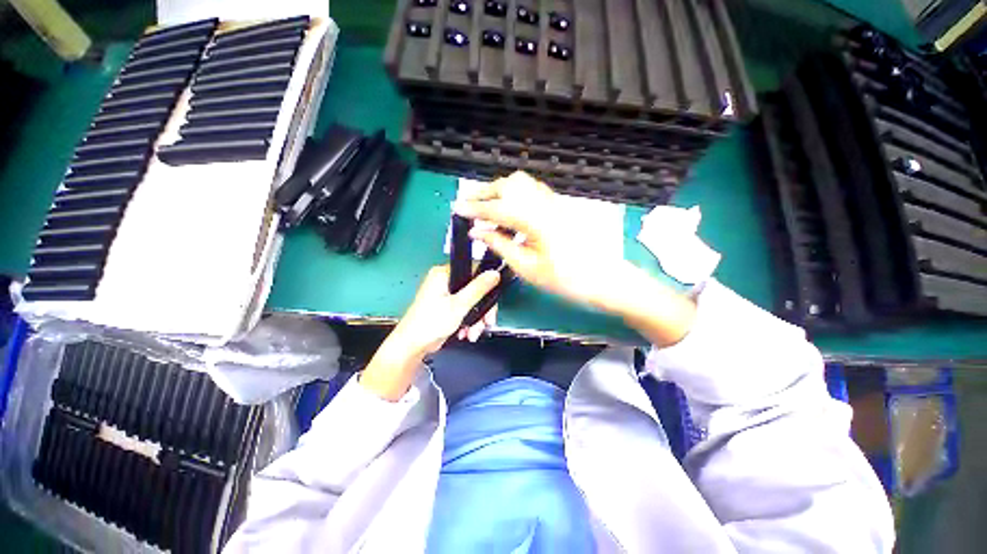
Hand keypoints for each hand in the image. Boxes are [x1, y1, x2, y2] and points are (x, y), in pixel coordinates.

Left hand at [394, 265, 500, 352]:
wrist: (413, 346)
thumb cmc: (430, 323)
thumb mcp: (459, 305)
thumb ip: (478, 288)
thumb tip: (494, 273)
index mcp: (443, 274)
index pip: (473, 270)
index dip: (486, 284)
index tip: (493, 298)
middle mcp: (444, 281)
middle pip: (474, 289)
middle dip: (482, 309)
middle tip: (487, 321)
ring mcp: (445, 295)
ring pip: (471, 302)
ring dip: (476, 319)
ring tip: (474, 332)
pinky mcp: (446, 307)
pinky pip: (465, 310)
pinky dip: (468, 322)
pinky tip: (466, 332)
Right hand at [453, 172, 696, 346]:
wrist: (603, 278)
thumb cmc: (565, 279)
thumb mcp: (527, 268)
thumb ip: (500, 245)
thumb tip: (477, 232)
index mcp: (534, 220)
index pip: (497, 208)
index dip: (474, 209)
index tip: (456, 208)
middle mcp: (544, 203)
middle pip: (509, 186)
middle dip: (484, 192)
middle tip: (468, 204)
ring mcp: (554, 202)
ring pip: (521, 184)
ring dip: (499, 190)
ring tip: (485, 206)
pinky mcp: (558, 206)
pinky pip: (531, 191)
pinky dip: (514, 195)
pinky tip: (508, 209)